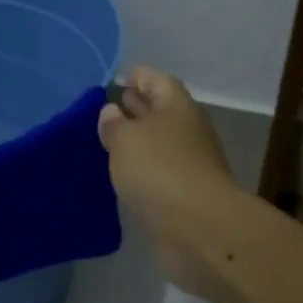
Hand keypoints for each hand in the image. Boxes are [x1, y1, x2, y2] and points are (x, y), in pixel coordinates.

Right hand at [98, 66, 241, 297]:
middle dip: (134, 108)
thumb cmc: (159, 170)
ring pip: (157, 144)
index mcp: (176, 106)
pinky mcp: (183, 194)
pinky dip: (141, 171)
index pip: (156, 80)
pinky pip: (157, 173)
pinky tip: (121, 176)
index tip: (116, 80)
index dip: (137, 76)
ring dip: (136, 143)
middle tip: (105, 111)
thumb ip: (114, 125)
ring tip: (105, 144)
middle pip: (159, 111)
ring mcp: (188, 164)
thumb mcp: (126, 139)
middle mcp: (186, 130)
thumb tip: (111, 112)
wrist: (198, 226)